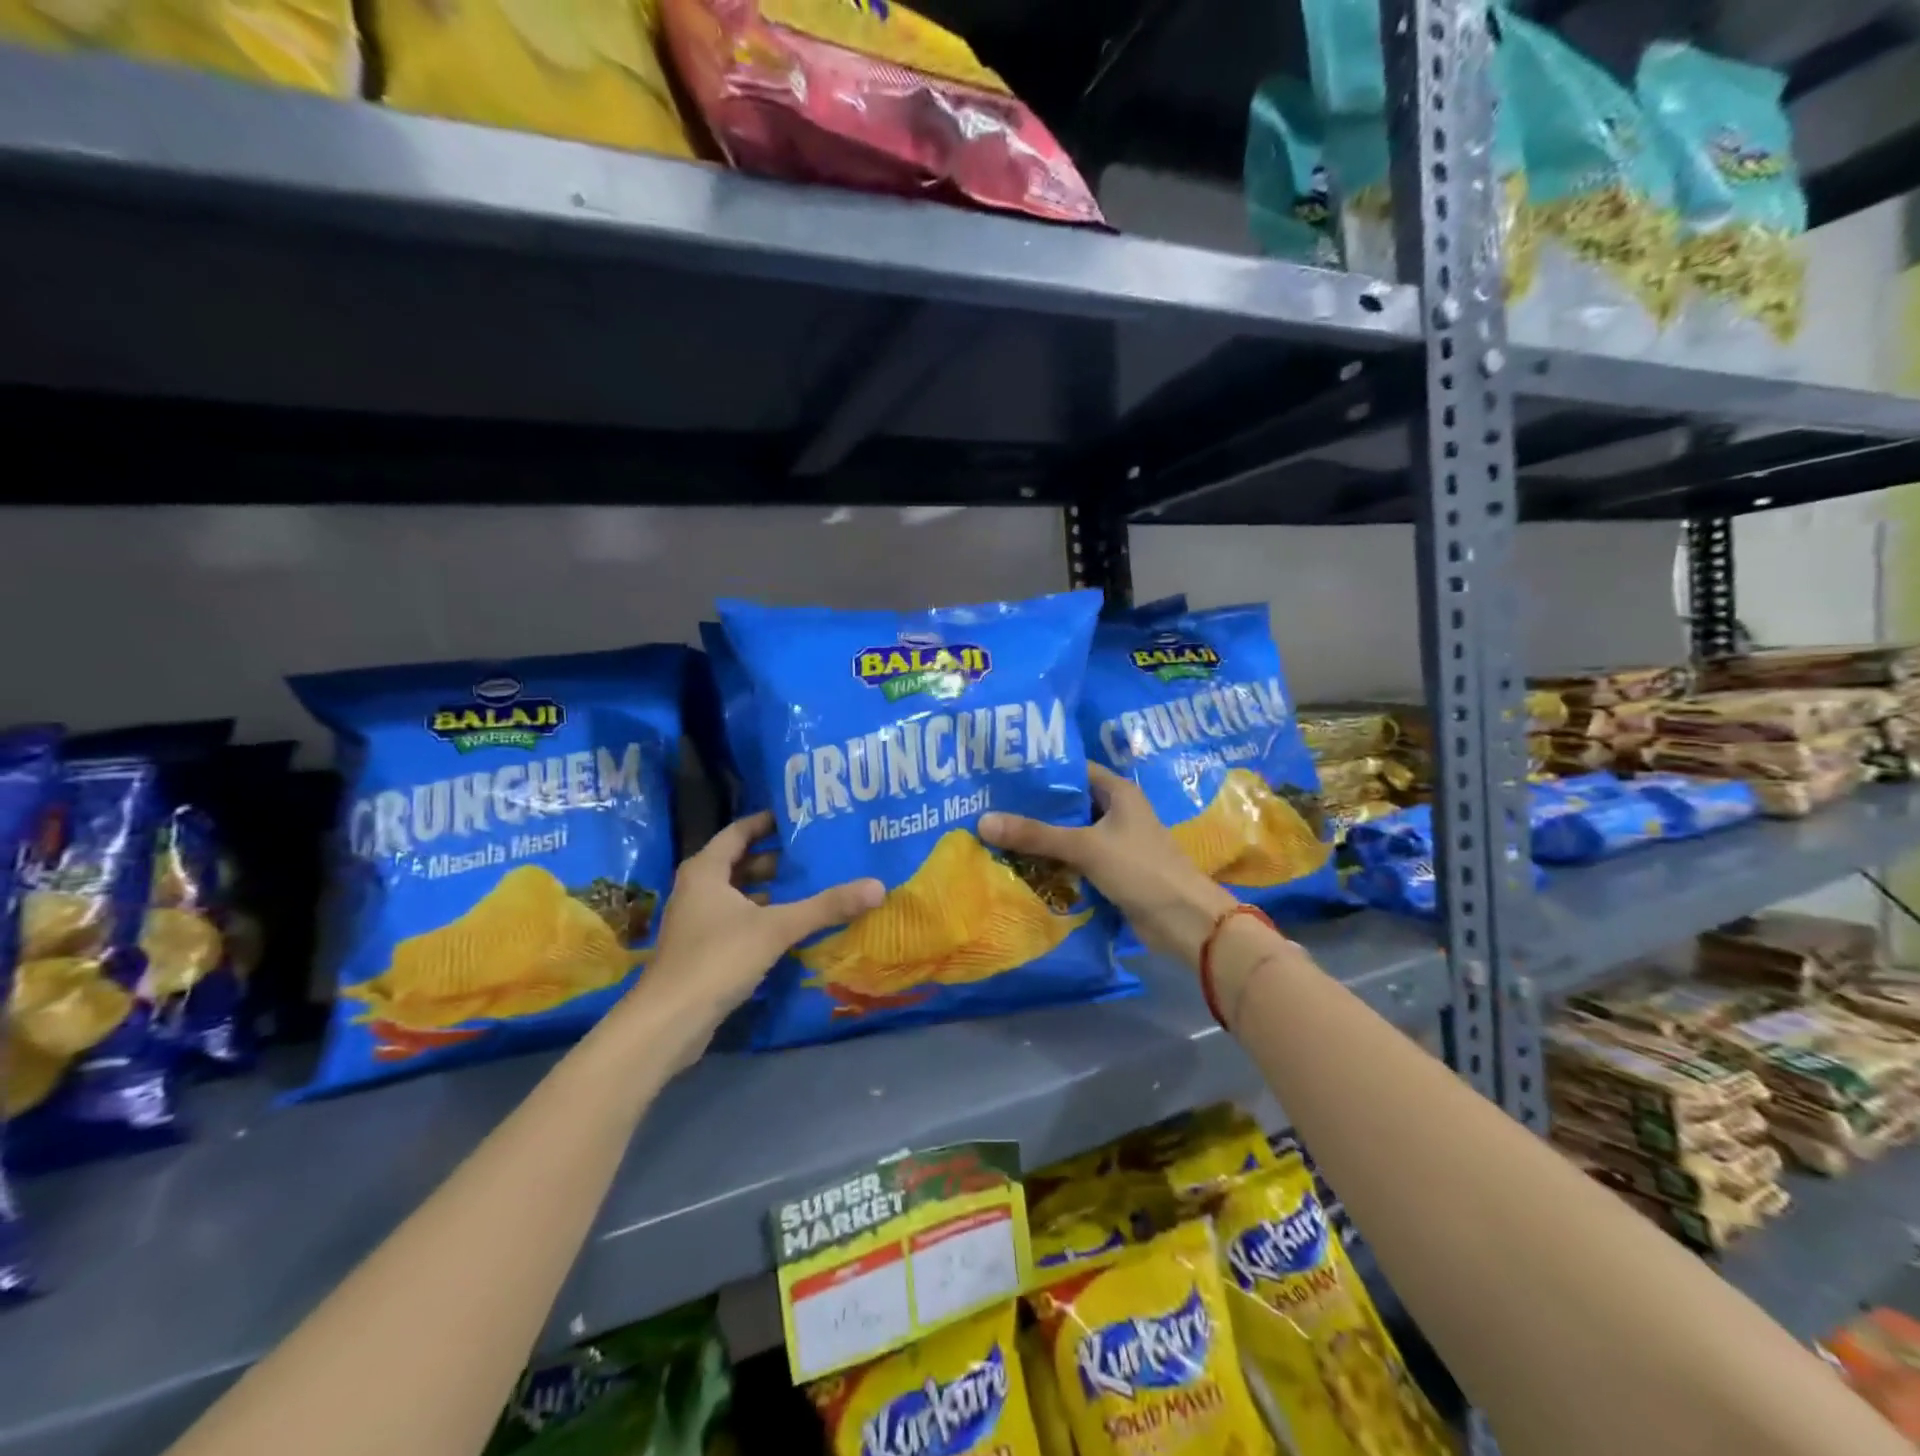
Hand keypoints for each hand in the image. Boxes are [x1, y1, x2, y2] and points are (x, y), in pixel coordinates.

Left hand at [635, 812, 883, 1044]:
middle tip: (815, 854)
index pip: (739, 831)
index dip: (767, 822)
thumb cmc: (718, 959)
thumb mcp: (777, 928)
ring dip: (769, 890)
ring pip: (737, 894)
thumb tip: (878, 886)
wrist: (668, 1023)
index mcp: (706, 870)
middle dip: (775, 859)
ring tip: (810, 886)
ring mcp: (696, 922)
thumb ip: (826, 906)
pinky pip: (736, 920)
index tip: (800, 818)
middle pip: (739, 863)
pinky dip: (761, 917)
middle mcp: (697, 889)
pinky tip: (790, 927)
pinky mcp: (701, 951)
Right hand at [980, 764, 1240, 965]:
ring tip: (994, 833)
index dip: (1040, 771)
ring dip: (1040, 838)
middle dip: (1033, 808)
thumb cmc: (1141, 869)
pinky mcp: (1111, 872)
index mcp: (1117, 792)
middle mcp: (1116, 812)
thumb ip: (1035, 835)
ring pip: (1069, 834)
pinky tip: (1019, 865)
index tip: (1001, 773)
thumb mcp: (1085, 847)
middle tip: (988, 805)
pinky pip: (1074, 860)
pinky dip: (1052, 863)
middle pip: (1067, 804)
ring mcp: (1114, 843)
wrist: (1185, 921)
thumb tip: (983, 821)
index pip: (1073, 770)